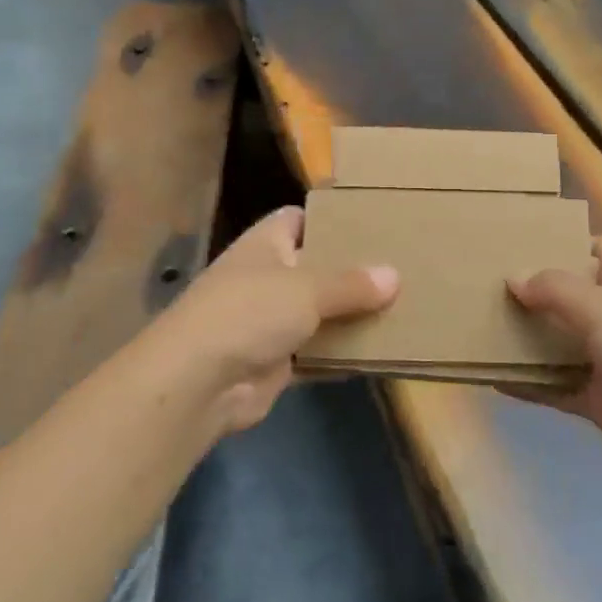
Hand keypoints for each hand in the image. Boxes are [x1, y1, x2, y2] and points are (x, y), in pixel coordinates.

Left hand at [140, 206, 397, 437]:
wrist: (198, 382)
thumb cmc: (250, 312)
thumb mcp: (307, 289)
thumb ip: (352, 284)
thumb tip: (394, 276)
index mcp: (266, 244)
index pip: (298, 219)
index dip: (331, 219)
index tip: (373, 222)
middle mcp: (267, 277)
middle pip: (316, 267)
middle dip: (352, 270)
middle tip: (402, 266)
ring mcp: (269, 321)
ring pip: (320, 312)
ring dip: (351, 315)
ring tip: (403, 306)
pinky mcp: (276, 361)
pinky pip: (318, 352)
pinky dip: (343, 354)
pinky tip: (381, 350)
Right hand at [508, 237, 601, 487]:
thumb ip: (555, 289)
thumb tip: (513, 276)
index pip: (599, 250)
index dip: (566, 244)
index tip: (521, 244)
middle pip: (572, 296)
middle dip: (535, 292)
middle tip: (487, 284)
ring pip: (561, 342)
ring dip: (527, 338)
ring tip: (479, 325)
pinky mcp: (600, 399)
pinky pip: (556, 386)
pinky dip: (530, 383)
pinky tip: (493, 377)